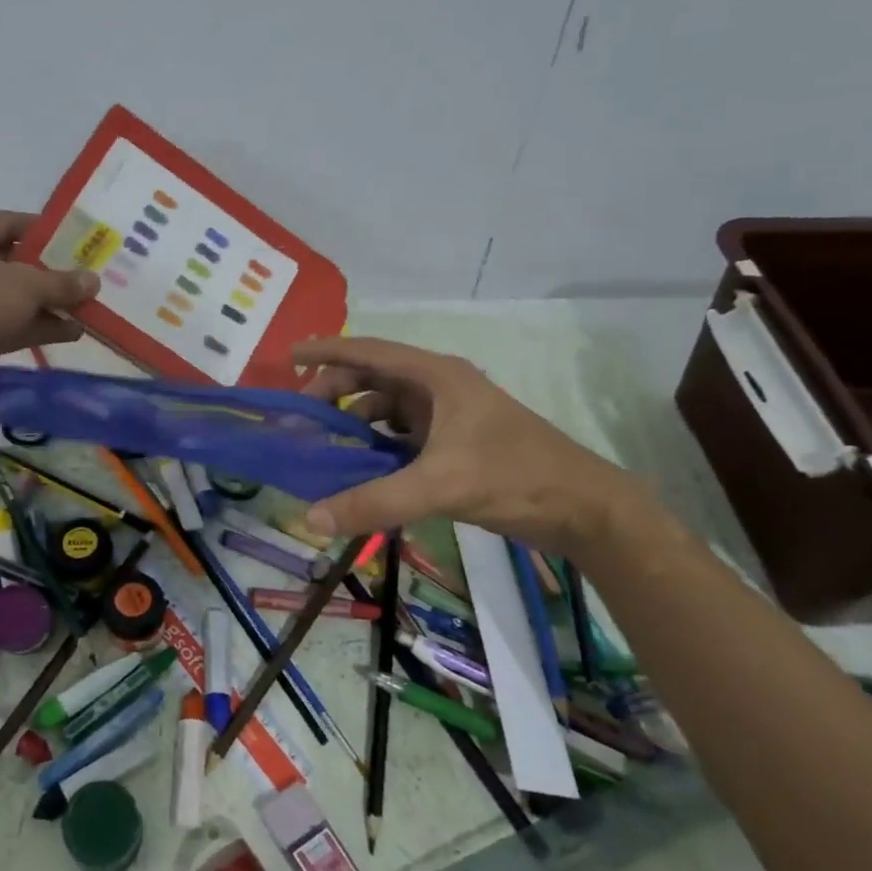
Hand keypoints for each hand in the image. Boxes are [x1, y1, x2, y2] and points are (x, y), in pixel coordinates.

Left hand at [0, 211, 99, 402]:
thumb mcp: (24, 285)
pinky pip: (18, 325)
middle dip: (56, 271)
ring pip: (22, 297)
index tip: (77, 239)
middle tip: (91, 276)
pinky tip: (75, 332)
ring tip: (92, 308)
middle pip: (21, 262)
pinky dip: (43, 327)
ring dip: (54, 304)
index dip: (45, 229)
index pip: (12, 222)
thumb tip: (94, 280)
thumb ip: (61, 282)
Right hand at [292, 335, 650, 555]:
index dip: (326, 351)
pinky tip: (359, 469)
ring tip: (322, 446)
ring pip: (386, 410)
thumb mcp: (440, 486)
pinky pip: (401, 438)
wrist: (584, 508)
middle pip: (373, 379)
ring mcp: (448, 417)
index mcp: (436, 377)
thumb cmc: (514, 477)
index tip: (288, 356)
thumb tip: (310, 519)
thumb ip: (374, 501)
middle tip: (300, 419)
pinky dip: (376, 448)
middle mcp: (439, 388)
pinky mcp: (454, 444)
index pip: (369, 351)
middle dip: (334, 392)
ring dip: (354, 423)